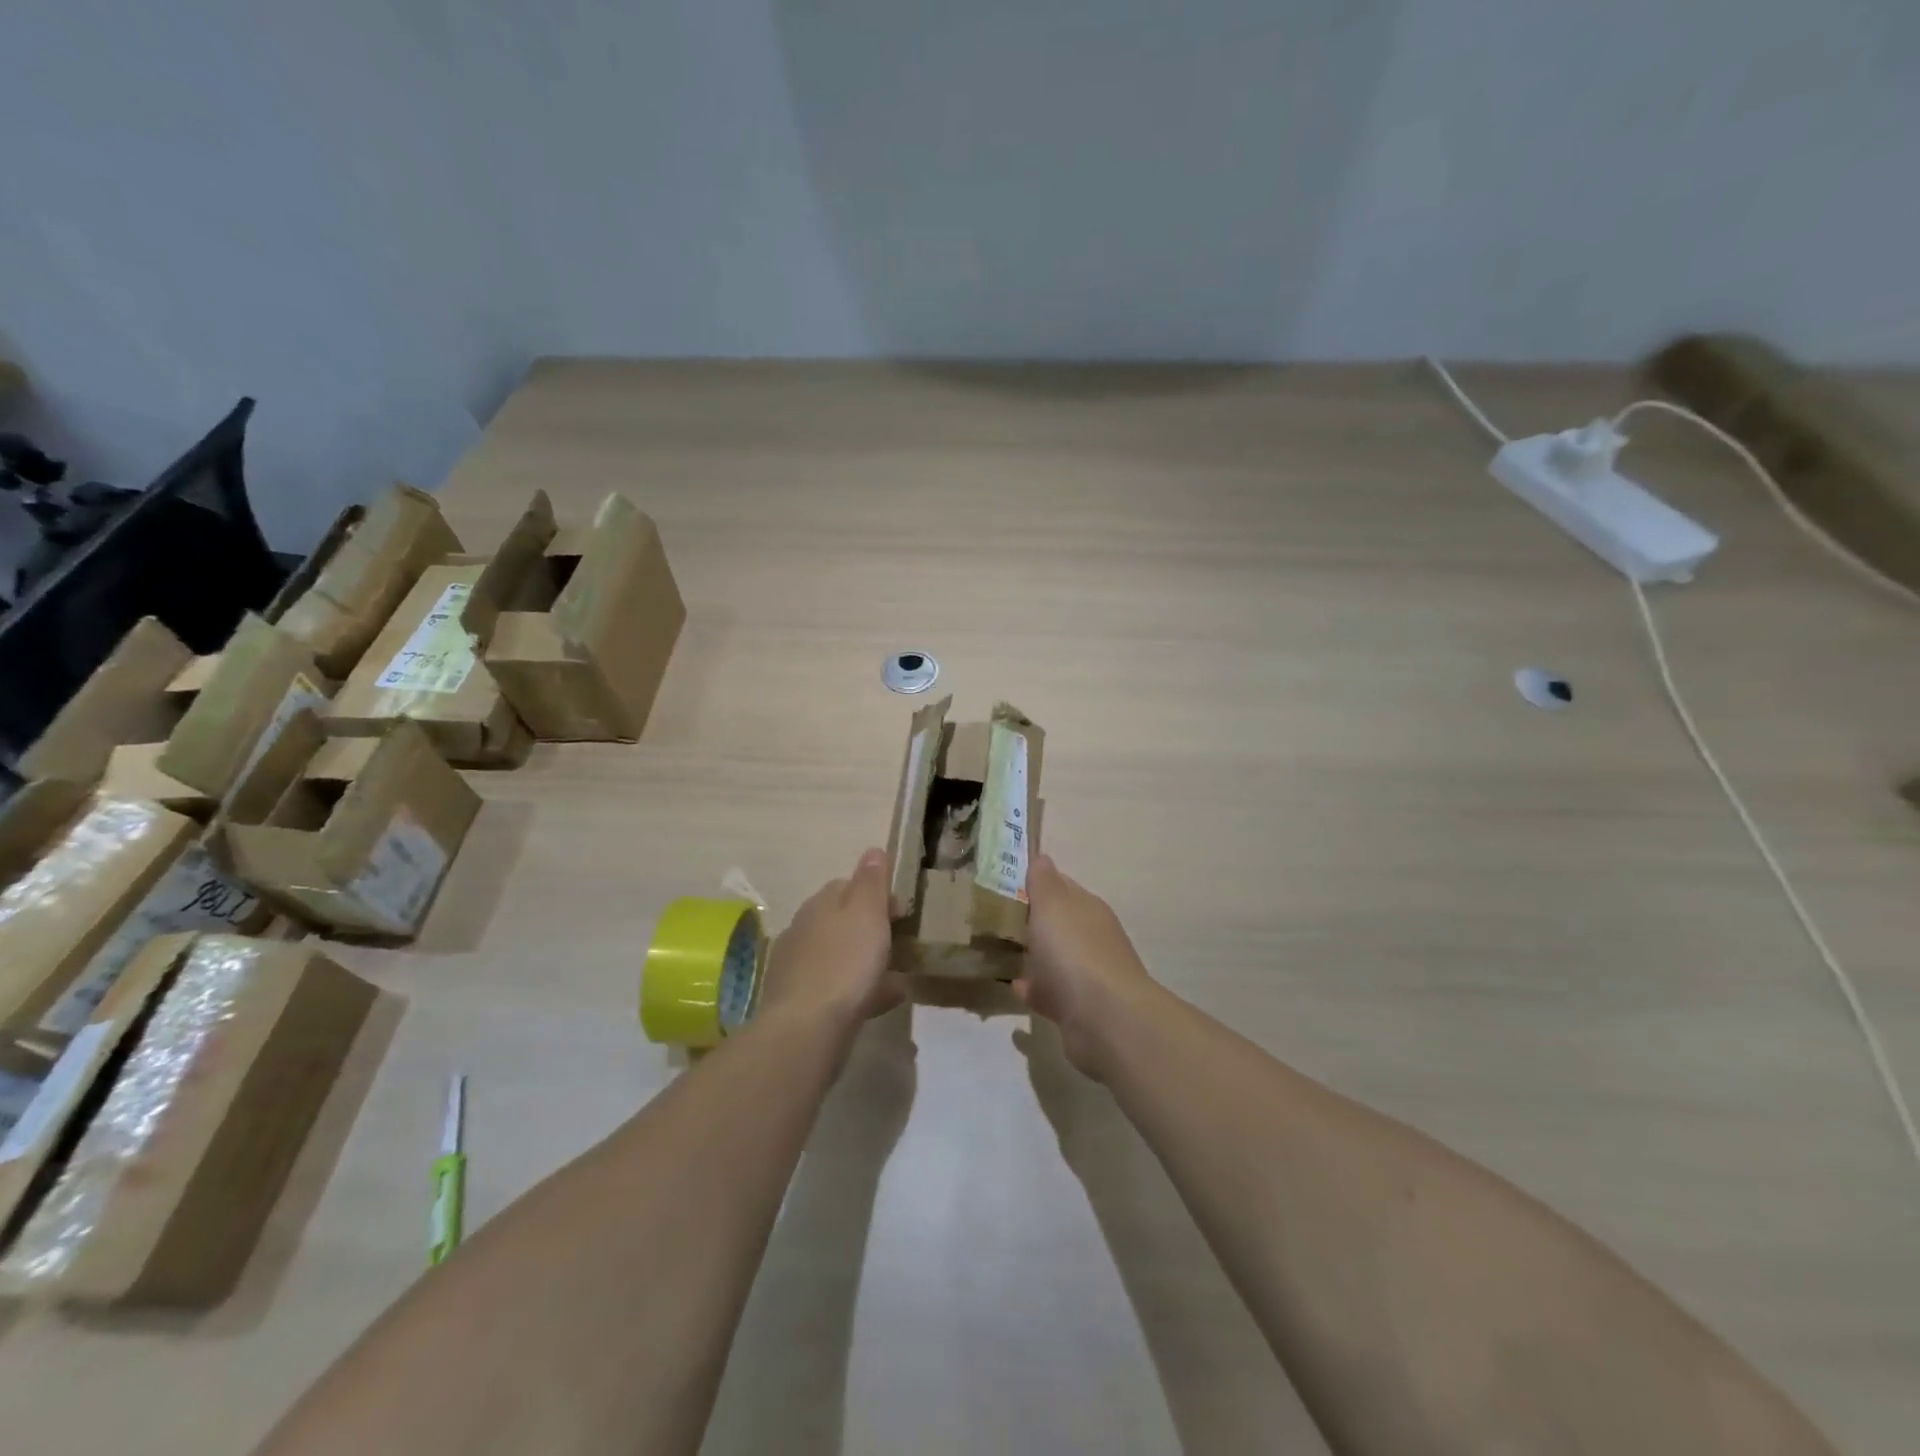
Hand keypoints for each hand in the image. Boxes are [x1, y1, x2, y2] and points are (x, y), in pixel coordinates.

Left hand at [759, 849, 905, 1030]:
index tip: (900, 911)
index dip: (873, 894)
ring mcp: (797, 969)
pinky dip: (859, 990)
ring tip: (896, 975)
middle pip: (840, 922)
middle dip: (868, 929)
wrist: (806, 1029)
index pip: (845, 886)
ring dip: (864, 961)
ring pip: (839, 957)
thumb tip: (872, 850)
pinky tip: (882, 1002)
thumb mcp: (867, 913)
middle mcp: (802, 931)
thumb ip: (870, 882)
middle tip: (899, 943)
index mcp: (819, 905)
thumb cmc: (844, 962)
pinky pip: (836, 989)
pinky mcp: (800, 1004)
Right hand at [1016, 855, 1158, 1078]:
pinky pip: (1052, 994)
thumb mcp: (1052, 906)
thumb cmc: (1074, 952)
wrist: (1104, 1020)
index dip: (1039, 883)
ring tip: (1003, 953)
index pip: (1063, 887)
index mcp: (1088, 909)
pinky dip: (1035, 990)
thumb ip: (1044, 882)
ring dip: (1036, 957)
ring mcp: (1088, 976)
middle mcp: (1093, 939)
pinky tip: (1014, 987)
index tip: (1009, 883)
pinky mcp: (1080, 1010)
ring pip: (1057, 960)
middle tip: (998, 919)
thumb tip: (1042, 857)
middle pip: (1060, 924)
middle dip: (1036, 921)